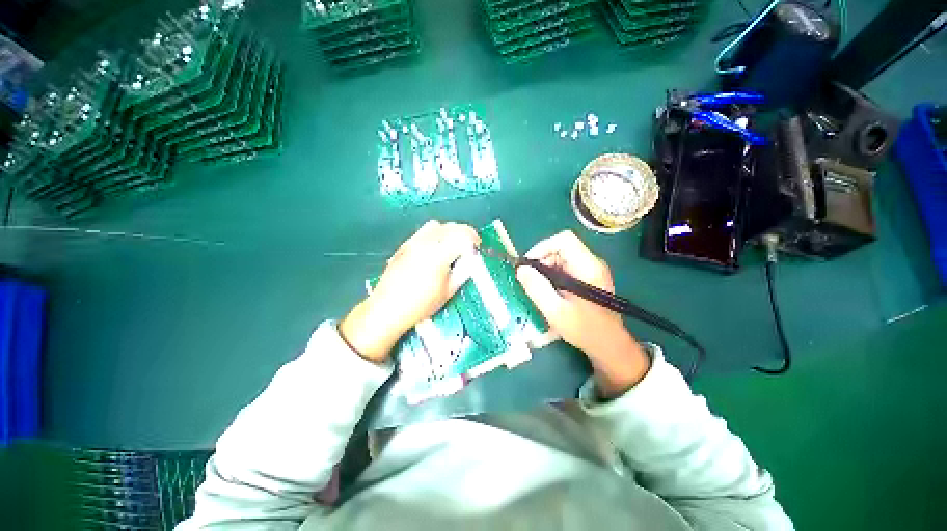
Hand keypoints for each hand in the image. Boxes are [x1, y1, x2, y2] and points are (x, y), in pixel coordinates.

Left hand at [340, 221, 479, 362]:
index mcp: (438, 255)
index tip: (477, 247)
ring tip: (451, 246)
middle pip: (450, 226)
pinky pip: (424, 231)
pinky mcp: (404, 245)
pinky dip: (435, 235)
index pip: (462, 235)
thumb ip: (463, 272)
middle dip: (463, 234)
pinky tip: (434, 250)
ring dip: (448, 232)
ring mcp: (412, 242)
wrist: (386, 308)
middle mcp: (425, 243)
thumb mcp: (448, 291)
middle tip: (467, 248)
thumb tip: (471, 259)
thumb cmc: (420, 305)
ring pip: (436, 225)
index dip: (473, 238)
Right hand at [516, 231, 649, 396]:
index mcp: (587, 267)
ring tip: (540, 289)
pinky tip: (550, 291)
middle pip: (561, 248)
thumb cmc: (584, 329)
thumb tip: (521, 269)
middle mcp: (592, 263)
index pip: (564, 240)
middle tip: (531, 281)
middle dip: (542, 261)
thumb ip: (537, 288)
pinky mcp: (588, 277)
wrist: (609, 345)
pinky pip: (566, 267)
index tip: (529, 265)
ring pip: (562, 257)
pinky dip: (553, 275)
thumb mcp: (555, 311)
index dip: (542, 247)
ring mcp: (591, 269)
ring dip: (546, 269)